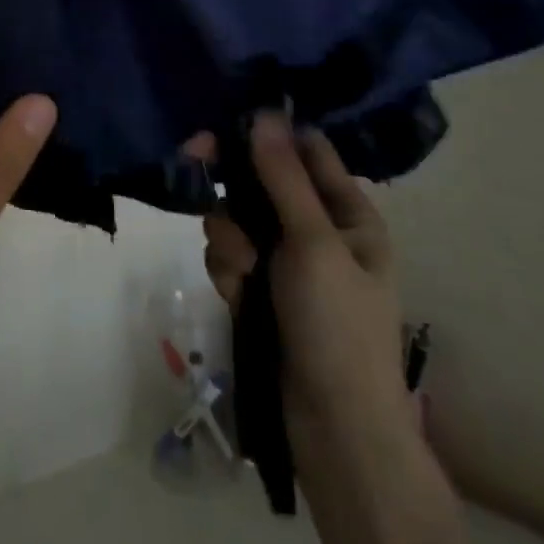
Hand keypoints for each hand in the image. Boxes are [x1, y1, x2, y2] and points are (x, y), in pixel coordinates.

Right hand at [201, 114, 411, 446]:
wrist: (333, 432)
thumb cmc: (338, 326)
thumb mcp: (314, 243)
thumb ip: (283, 177)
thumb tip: (265, 111)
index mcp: (347, 212)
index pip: (305, 149)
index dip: (267, 131)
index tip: (225, 119)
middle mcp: (316, 229)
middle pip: (262, 181)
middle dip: (234, 185)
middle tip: (196, 162)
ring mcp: (287, 262)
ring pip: (238, 219)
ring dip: (230, 238)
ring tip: (243, 272)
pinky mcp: (261, 290)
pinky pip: (230, 257)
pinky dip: (229, 271)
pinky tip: (237, 296)